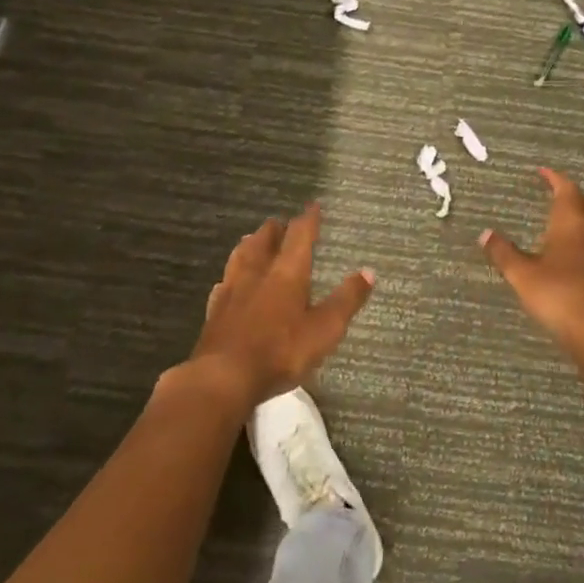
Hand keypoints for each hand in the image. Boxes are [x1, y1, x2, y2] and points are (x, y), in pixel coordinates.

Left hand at [190, 203, 375, 407]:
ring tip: (252, 240)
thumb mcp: (325, 329)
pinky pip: (223, 284)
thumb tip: (369, 272)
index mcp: (287, 272)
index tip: (313, 205)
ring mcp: (232, 290)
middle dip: (275, 229)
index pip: (299, 235)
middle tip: (281, 223)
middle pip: (264, 240)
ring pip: (240, 256)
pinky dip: (230, 276)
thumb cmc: (281, 350)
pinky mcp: (214, 310)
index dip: (308, 219)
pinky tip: (228, 282)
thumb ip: (347, 300)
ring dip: (249, 245)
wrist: (224, 376)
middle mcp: (258, 273)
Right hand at [480, 168, 583, 349]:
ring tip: (562, 218)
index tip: (542, 171)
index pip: (566, 189)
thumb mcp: (522, 274)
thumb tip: (485, 233)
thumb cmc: (559, 295)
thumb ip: (503, 253)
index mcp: (571, 223)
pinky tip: (572, 251)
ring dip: (580, 214)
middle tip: (554, 191)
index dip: (554, 178)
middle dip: (571, 194)